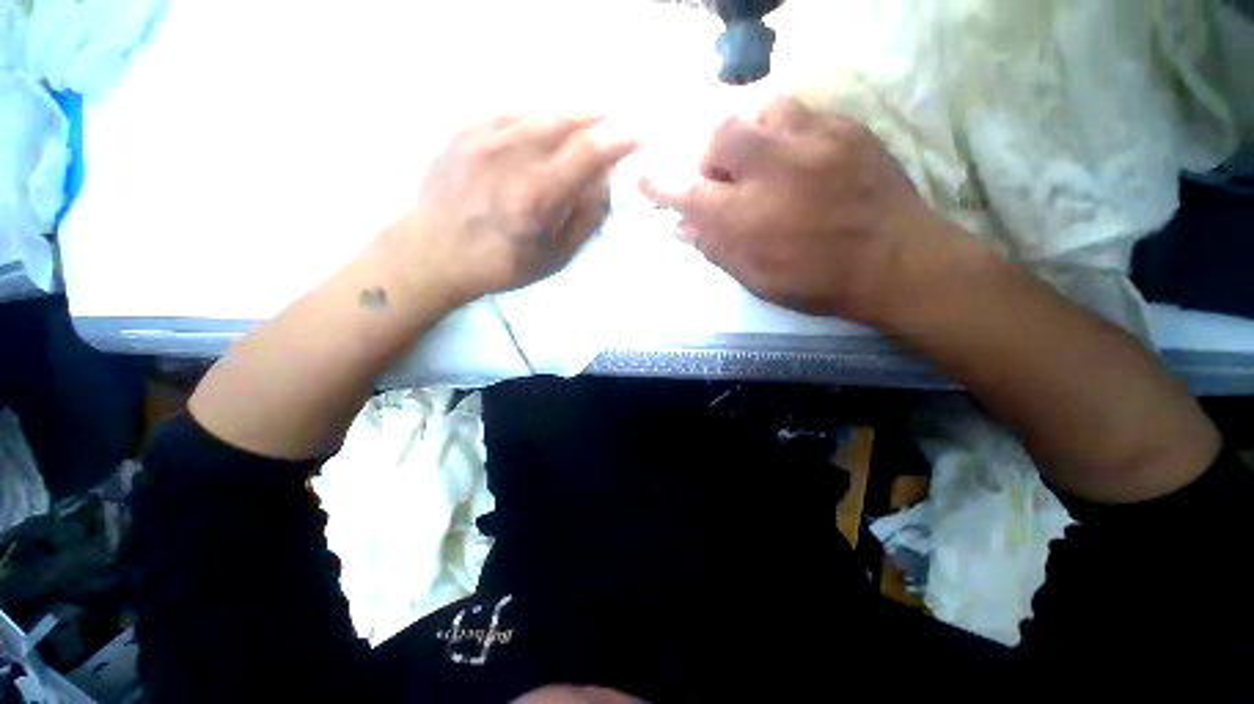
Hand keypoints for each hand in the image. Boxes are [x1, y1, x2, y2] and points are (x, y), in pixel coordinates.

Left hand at [383, 115, 638, 305]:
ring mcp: (483, 138)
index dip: (619, 139)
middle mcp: (510, 157)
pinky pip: (511, 113)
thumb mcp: (555, 257)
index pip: (588, 152)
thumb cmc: (500, 264)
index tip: (639, 134)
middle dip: (599, 118)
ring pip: (539, 110)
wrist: (432, 253)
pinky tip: (544, 129)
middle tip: (616, 123)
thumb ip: (585, 218)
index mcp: (536, 196)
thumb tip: (606, 181)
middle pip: (566, 119)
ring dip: (571, 114)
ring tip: (586, 123)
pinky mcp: (463, 131)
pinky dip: (537, 118)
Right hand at [640, 97, 960, 323]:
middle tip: (724, 177)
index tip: (644, 178)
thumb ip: (715, 249)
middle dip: (711, 155)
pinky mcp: (847, 128)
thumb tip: (680, 228)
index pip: (689, 194)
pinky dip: (785, 131)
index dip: (661, 185)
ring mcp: (814, 142)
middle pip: (721, 134)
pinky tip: (796, 156)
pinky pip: (802, 112)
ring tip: (761, 158)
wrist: (898, 262)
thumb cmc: (818, 282)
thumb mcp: (757, 279)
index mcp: (748, 218)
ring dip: (749, 133)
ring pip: (762, 109)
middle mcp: (774, 171)